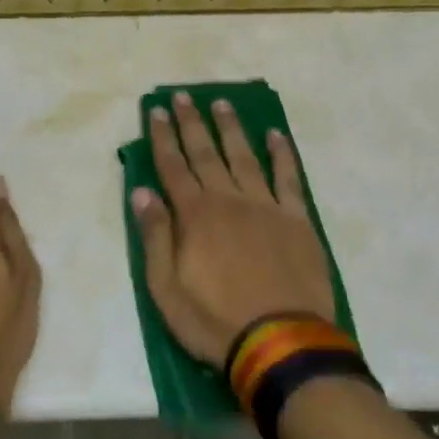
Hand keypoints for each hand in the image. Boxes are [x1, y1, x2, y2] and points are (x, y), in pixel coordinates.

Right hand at [131, 91, 333, 365]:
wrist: (282, 342)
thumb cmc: (215, 321)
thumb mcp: (166, 289)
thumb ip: (155, 236)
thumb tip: (141, 192)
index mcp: (195, 216)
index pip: (173, 167)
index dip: (164, 137)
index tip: (157, 110)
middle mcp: (229, 200)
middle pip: (206, 153)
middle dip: (192, 123)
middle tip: (184, 96)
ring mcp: (266, 206)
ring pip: (245, 156)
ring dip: (231, 129)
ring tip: (222, 103)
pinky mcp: (297, 219)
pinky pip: (288, 178)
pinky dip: (282, 154)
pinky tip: (275, 135)